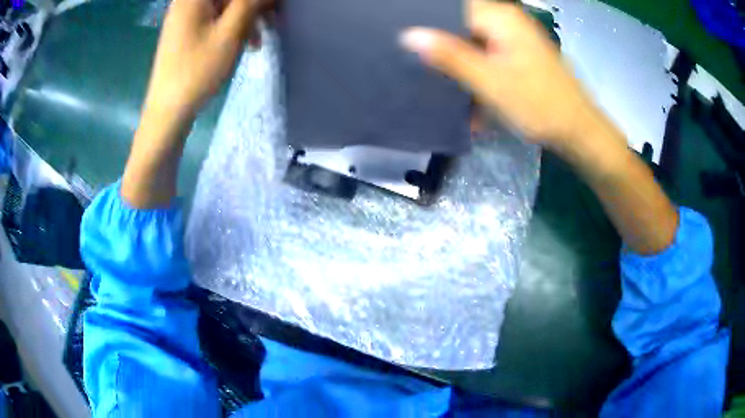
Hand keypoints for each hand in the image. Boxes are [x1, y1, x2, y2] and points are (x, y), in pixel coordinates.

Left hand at [143, 0, 272, 119]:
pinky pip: (216, 18)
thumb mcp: (230, 33)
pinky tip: (245, 43)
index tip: (276, 7)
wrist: (167, 111)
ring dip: (247, 17)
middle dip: (254, 5)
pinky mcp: (186, 30)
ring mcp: (186, 16)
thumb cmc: (197, 70)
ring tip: (259, 40)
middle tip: (274, 21)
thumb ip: (251, 3)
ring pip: (225, 6)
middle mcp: (187, 0)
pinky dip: (233, 26)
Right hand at [401, 0, 609, 152]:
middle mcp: (507, 21)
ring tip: (445, 87)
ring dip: (461, 67)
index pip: (450, 8)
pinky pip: (488, 56)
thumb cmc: (538, 105)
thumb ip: (450, 56)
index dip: (428, 24)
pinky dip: (478, 75)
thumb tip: (408, 35)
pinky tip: (471, 97)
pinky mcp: (519, 54)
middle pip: (461, 25)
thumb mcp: (490, 81)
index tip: (408, 45)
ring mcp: (515, 38)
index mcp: (501, 17)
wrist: (578, 131)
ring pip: (473, 43)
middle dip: (444, 49)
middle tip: (422, 67)